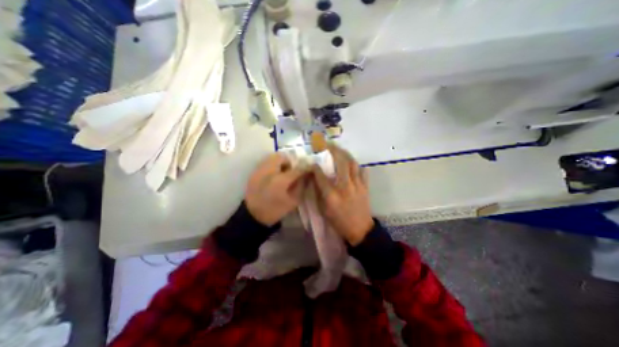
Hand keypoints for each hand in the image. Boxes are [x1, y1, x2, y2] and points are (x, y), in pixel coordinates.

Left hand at [244, 153, 306, 226]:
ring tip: (281, 173)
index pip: (297, 169)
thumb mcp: (293, 202)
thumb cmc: (275, 210)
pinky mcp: (254, 172)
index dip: (305, 167)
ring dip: (280, 162)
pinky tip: (272, 176)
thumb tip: (306, 175)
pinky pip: (265, 162)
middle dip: (289, 162)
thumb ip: (301, 186)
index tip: (310, 167)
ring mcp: (260, 170)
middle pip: (282, 156)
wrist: (253, 216)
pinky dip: (272, 165)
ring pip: (272, 157)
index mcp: (281, 181)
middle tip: (290, 171)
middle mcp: (269, 171)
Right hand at [313, 145, 374, 244]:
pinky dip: (357, 166)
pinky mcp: (365, 187)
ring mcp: (357, 185)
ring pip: (353, 164)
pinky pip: (362, 171)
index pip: (321, 175)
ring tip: (340, 150)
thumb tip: (315, 179)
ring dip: (345, 154)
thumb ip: (318, 193)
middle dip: (334, 150)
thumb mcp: (323, 210)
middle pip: (340, 163)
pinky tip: (352, 164)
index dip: (315, 166)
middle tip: (328, 144)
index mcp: (331, 195)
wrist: (360, 230)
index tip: (313, 161)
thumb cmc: (338, 221)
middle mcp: (345, 187)